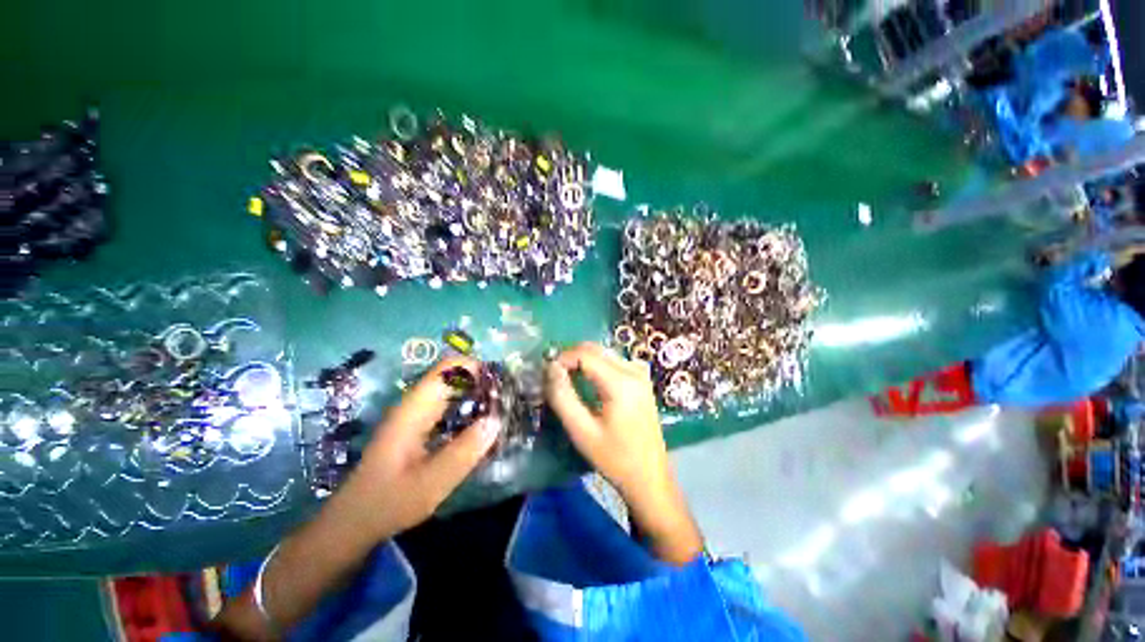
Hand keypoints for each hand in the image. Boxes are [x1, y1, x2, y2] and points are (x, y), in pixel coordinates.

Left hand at [352, 356, 501, 537]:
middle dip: (481, 380)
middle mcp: (415, 404)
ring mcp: (415, 414)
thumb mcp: (431, 483)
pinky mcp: (418, 425)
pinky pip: (448, 404)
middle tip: (507, 398)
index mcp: (415, 409)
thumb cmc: (389, 502)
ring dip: (476, 393)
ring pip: (451, 389)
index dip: (477, 367)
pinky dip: (467, 406)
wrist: (354, 521)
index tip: (502, 383)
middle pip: (453, 375)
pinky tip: (481, 423)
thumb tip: (496, 419)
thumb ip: (465, 451)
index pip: (448, 368)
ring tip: (501, 408)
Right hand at [544, 343, 668, 495]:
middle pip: (596, 349)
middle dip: (571, 356)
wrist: (650, 477)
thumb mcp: (582, 431)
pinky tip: (588, 381)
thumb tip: (551, 368)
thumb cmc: (615, 458)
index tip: (547, 373)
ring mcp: (640, 373)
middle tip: (554, 375)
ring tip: (567, 378)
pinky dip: (596, 365)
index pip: (585, 354)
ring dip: (583, 360)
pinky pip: (613, 361)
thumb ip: (563, 397)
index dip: (563, 358)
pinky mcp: (642, 379)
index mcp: (621, 383)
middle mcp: (633, 370)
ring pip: (604, 353)